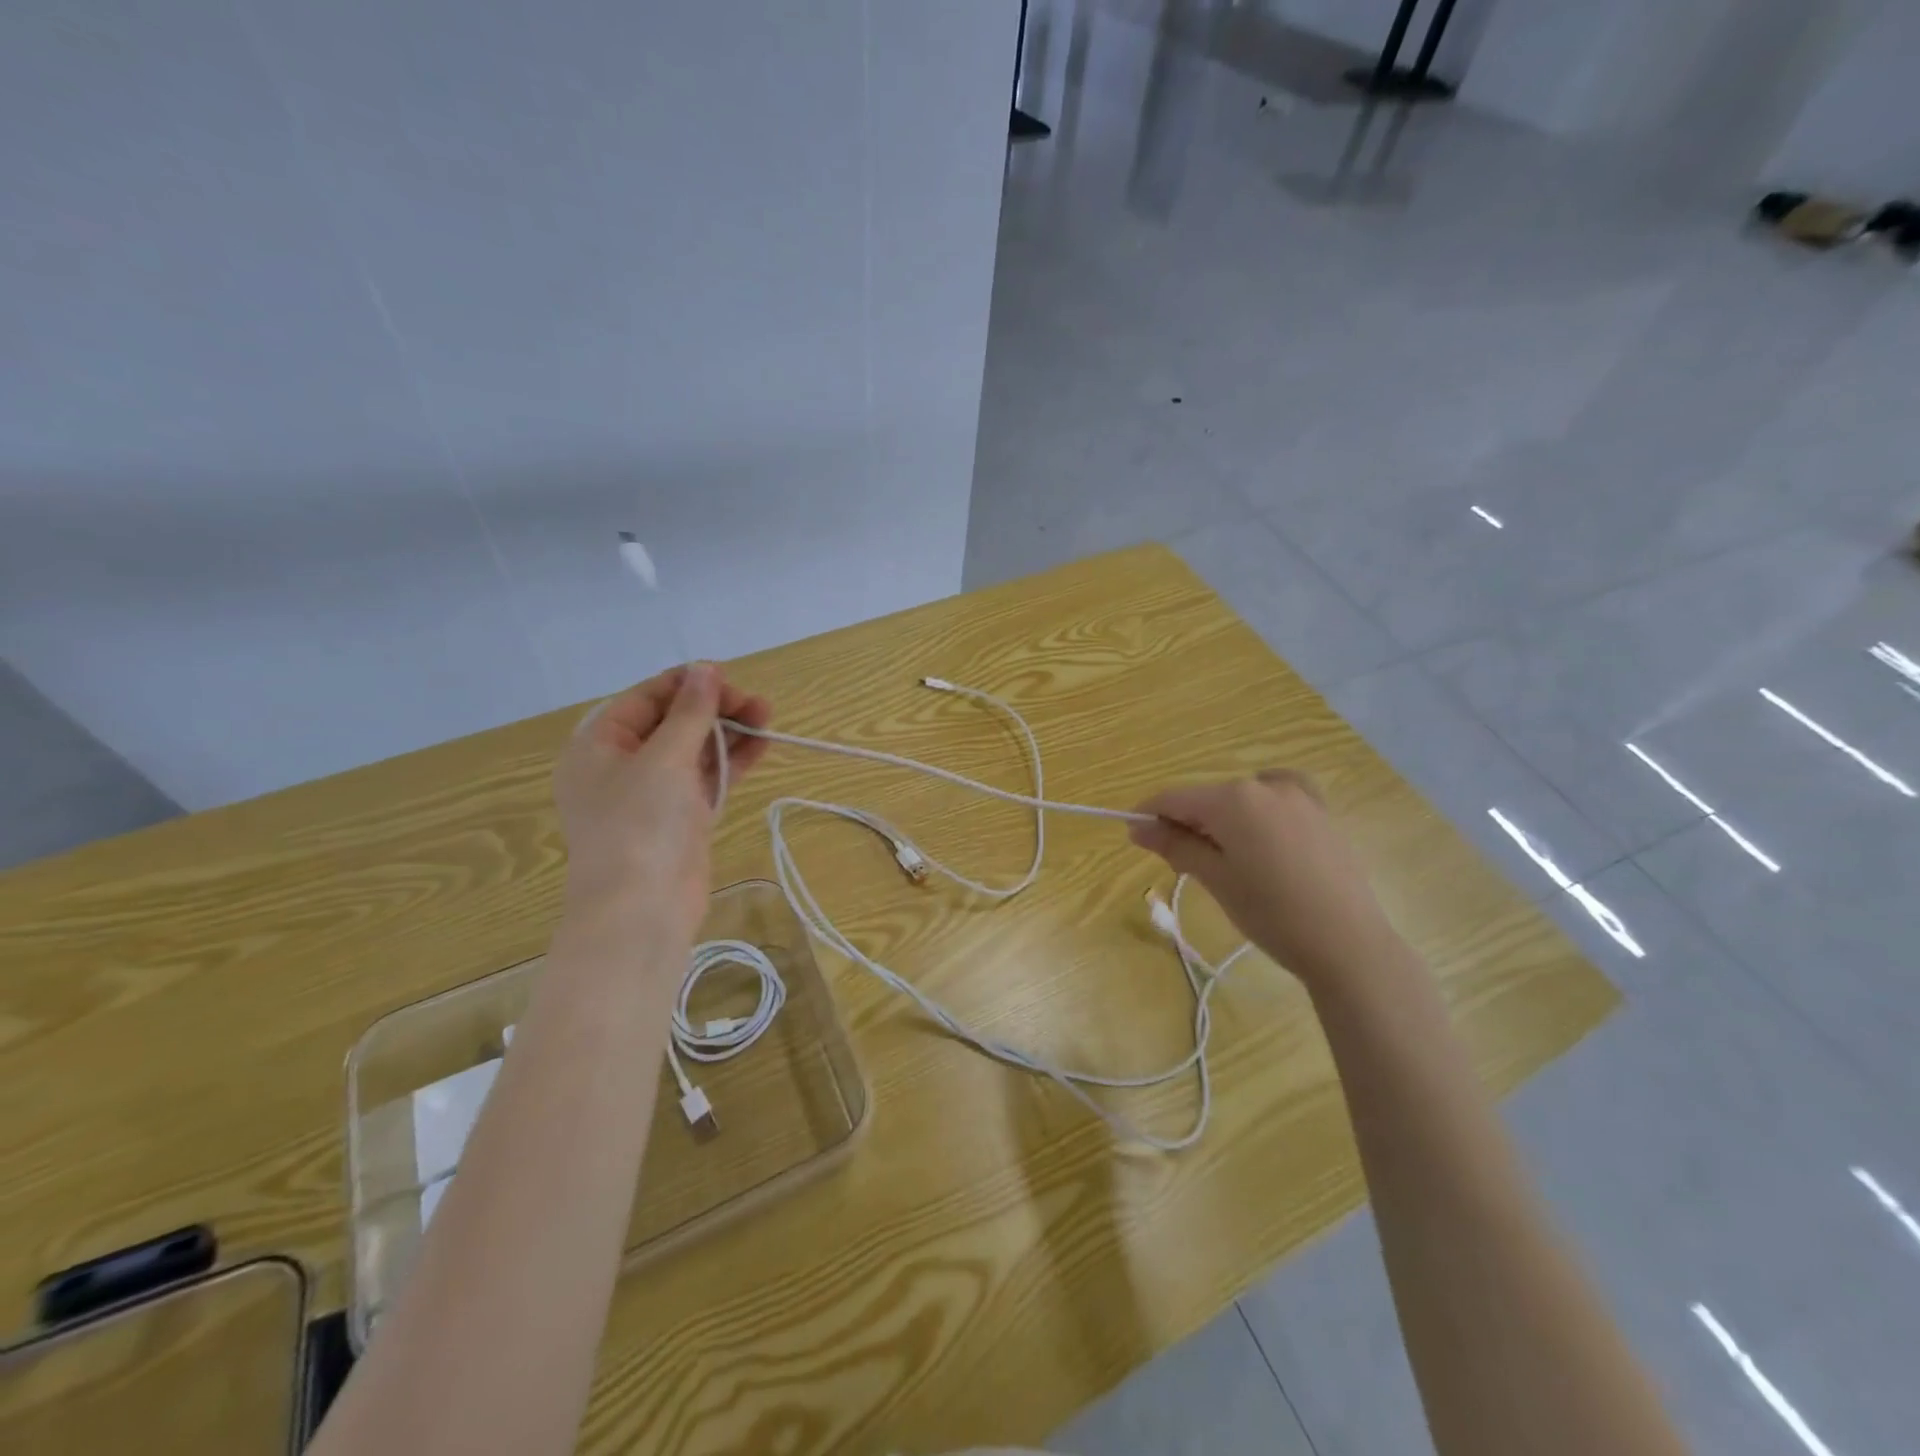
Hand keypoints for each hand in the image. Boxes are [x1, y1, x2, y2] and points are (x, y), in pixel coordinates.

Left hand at [553, 663, 771, 942]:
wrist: (641, 912)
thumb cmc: (640, 826)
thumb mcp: (664, 758)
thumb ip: (689, 712)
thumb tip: (705, 668)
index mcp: (600, 744)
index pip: (647, 698)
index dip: (688, 684)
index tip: (730, 678)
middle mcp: (623, 764)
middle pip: (673, 721)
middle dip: (715, 709)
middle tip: (757, 705)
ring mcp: (653, 793)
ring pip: (694, 749)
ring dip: (729, 732)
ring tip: (767, 718)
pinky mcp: (681, 817)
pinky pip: (707, 777)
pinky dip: (731, 761)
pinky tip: (761, 745)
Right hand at [1129, 770, 1397, 992]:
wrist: (1347, 943)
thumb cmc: (1271, 912)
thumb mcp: (1215, 879)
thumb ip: (1175, 845)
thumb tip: (1137, 827)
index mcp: (1232, 799)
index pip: (1175, 798)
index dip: (1150, 814)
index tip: (1136, 837)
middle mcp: (1263, 786)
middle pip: (1208, 798)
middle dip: (1187, 824)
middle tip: (1182, 866)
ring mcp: (1298, 796)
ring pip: (1241, 799)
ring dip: (1222, 821)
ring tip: (1225, 861)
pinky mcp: (1322, 812)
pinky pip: (1279, 797)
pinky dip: (1260, 808)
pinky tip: (1262, 828)